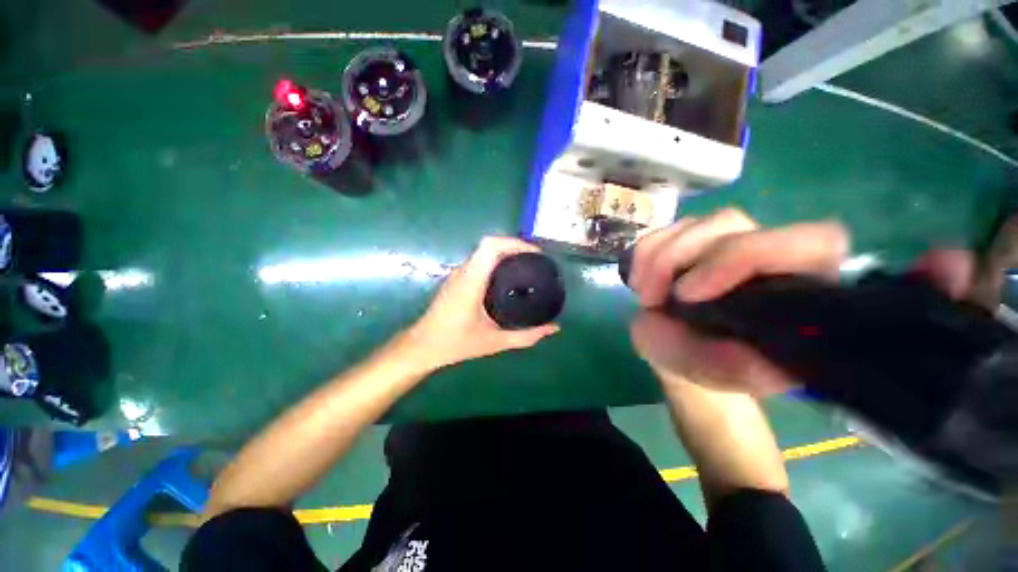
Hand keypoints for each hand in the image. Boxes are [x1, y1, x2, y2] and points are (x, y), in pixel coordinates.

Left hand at [404, 237, 559, 370]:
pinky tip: (508, 277)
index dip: (514, 243)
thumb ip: (526, 336)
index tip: (535, 254)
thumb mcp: (495, 342)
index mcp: (471, 282)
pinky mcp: (456, 279)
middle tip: (536, 261)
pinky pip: (479, 261)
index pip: (491, 247)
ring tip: (526, 266)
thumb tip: (554, 329)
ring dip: (505, 252)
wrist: (422, 346)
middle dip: (515, 246)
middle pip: (489, 245)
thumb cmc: (456, 344)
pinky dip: (496, 261)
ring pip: (483, 252)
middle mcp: (463, 272)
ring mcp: (458, 274)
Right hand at [627, 209, 849, 395]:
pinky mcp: (689, 239)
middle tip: (650, 300)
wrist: (675, 347)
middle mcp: (765, 252)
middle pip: (729, 224)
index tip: (689, 294)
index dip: (745, 255)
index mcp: (796, 285)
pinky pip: (662, 230)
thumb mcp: (718, 373)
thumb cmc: (704, 363)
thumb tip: (767, 365)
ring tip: (645, 298)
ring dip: (655, 259)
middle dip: (677, 259)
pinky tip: (640, 283)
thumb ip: (738, 369)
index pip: (809, 242)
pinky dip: (643, 255)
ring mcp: (723, 240)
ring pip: (693, 225)